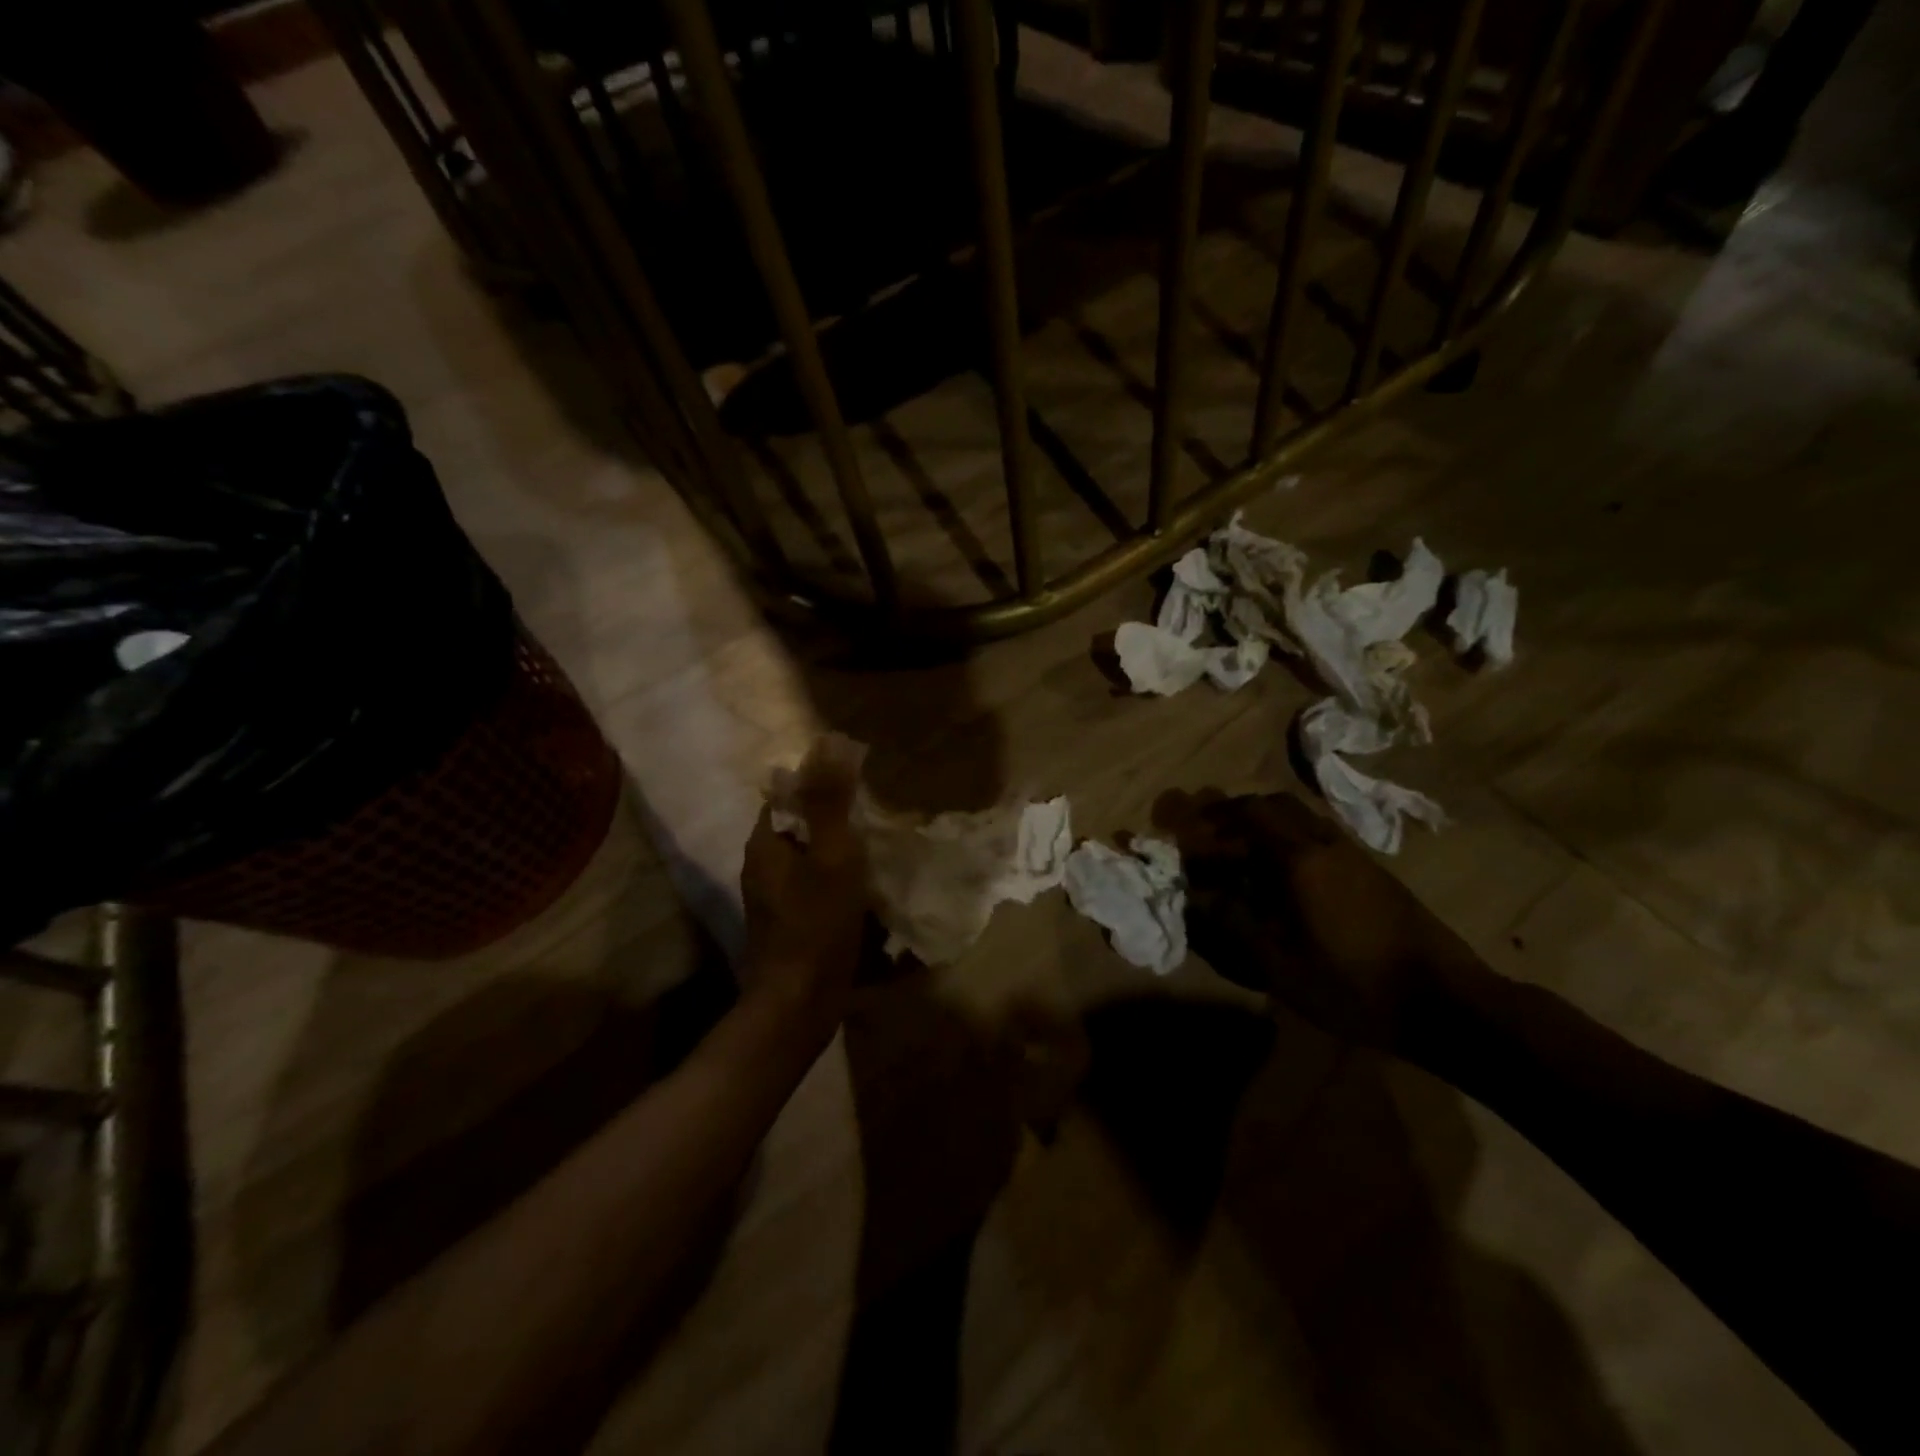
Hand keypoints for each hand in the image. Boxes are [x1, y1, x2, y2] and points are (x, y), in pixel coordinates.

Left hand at [741, 734, 869, 1045]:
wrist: (799, 1003)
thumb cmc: (816, 924)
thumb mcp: (832, 855)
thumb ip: (830, 801)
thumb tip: (830, 741)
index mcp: (765, 843)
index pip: (786, 794)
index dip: (818, 782)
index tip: (857, 782)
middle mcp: (762, 866)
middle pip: (798, 824)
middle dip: (831, 814)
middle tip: (873, 813)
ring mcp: (774, 897)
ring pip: (807, 855)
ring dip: (836, 847)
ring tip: (874, 845)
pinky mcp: (789, 922)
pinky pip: (814, 884)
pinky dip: (837, 876)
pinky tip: (864, 886)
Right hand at [1172, 792, 1480, 1051]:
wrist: (1448, 1003)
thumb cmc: (1355, 985)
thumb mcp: (1280, 966)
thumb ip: (1233, 925)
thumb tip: (1198, 895)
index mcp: (1301, 860)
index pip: (1249, 814)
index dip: (1214, 816)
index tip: (1188, 828)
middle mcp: (1327, 844)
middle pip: (1276, 806)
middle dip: (1238, 813)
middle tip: (1212, 834)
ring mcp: (1355, 855)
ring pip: (1301, 819)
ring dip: (1266, 825)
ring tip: (1242, 854)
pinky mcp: (1373, 872)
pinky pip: (1320, 837)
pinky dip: (1290, 840)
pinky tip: (1284, 875)